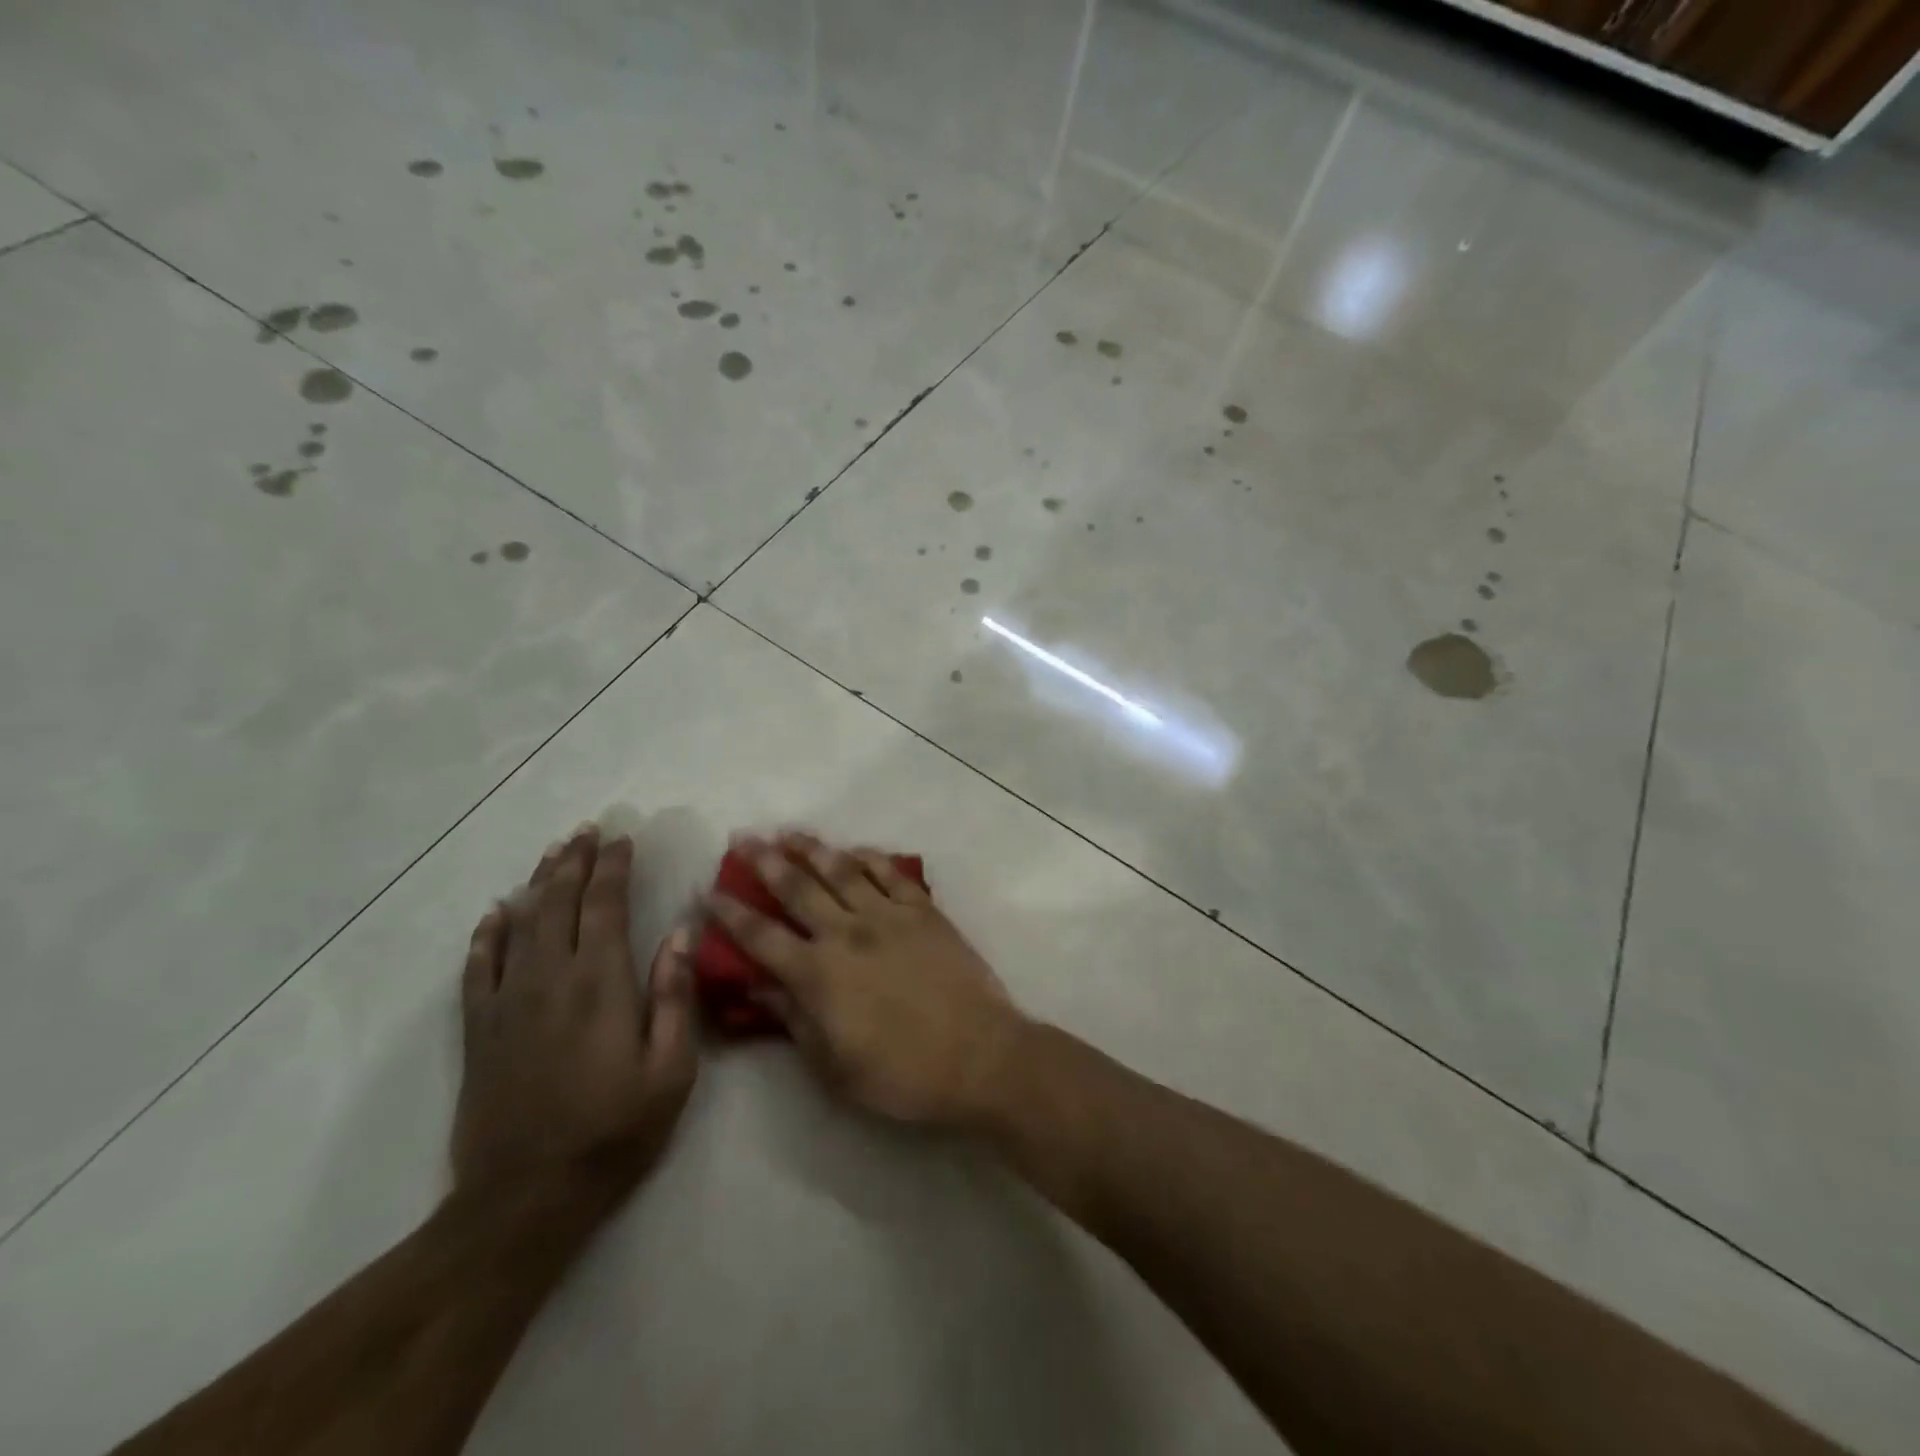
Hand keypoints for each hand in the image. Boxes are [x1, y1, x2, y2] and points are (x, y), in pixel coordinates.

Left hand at [454, 827, 697, 1192]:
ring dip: (538, 884)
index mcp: (601, 983)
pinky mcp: (479, 1032)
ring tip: (553, 854)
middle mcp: (550, 979)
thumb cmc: (614, 1131)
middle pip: (559, 904)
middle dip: (575, 862)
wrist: (525, 1197)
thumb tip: (679, 932)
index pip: (605, 906)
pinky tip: (496, 914)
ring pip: (520, 925)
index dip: (613, 868)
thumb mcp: (671, 1070)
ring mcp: (507, 1003)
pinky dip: (487, 935)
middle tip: (587, 831)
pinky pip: (478, 969)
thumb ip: (674, 996)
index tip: (623, 839)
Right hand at [705, 832, 1026, 1127]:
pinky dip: (870, 857)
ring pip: (842, 870)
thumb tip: (757, 988)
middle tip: (743, 838)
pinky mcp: (924, 911)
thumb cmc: (901, 1074)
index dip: (729, 914)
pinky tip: (855, 849)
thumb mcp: (834, 1067)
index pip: (761, 937)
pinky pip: (891, 874)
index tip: (707, 892)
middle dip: (765, 861)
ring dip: (812, 848)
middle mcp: (847, 933)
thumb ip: (793, 1021)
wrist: (978, 1055)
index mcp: (819, 974)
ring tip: (789, 832)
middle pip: (797, 888)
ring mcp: (889, 916)